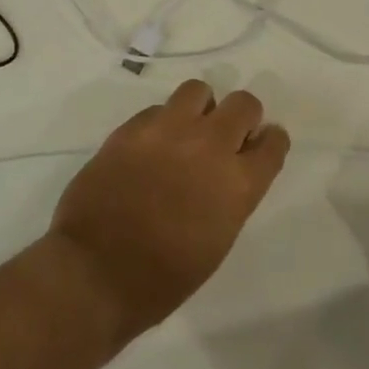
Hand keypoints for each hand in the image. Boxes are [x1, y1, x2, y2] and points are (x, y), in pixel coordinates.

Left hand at [45, 80, 290, 341]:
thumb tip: (227, 173)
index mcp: (239, 183)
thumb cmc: (163, 277)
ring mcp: (168, 131)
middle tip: (226, 137)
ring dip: (201, 108)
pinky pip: (157, 109)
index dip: (269, 142)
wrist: (95, 272)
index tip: (259, 147)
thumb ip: (231, 196)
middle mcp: (210, 146)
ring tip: (187, 132)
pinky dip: (161, 123)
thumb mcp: (217, 241)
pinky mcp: (131, 129)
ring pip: (198, 90)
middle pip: (244, 104)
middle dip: (242, 117)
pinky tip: (150, 147)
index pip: (274, 141)